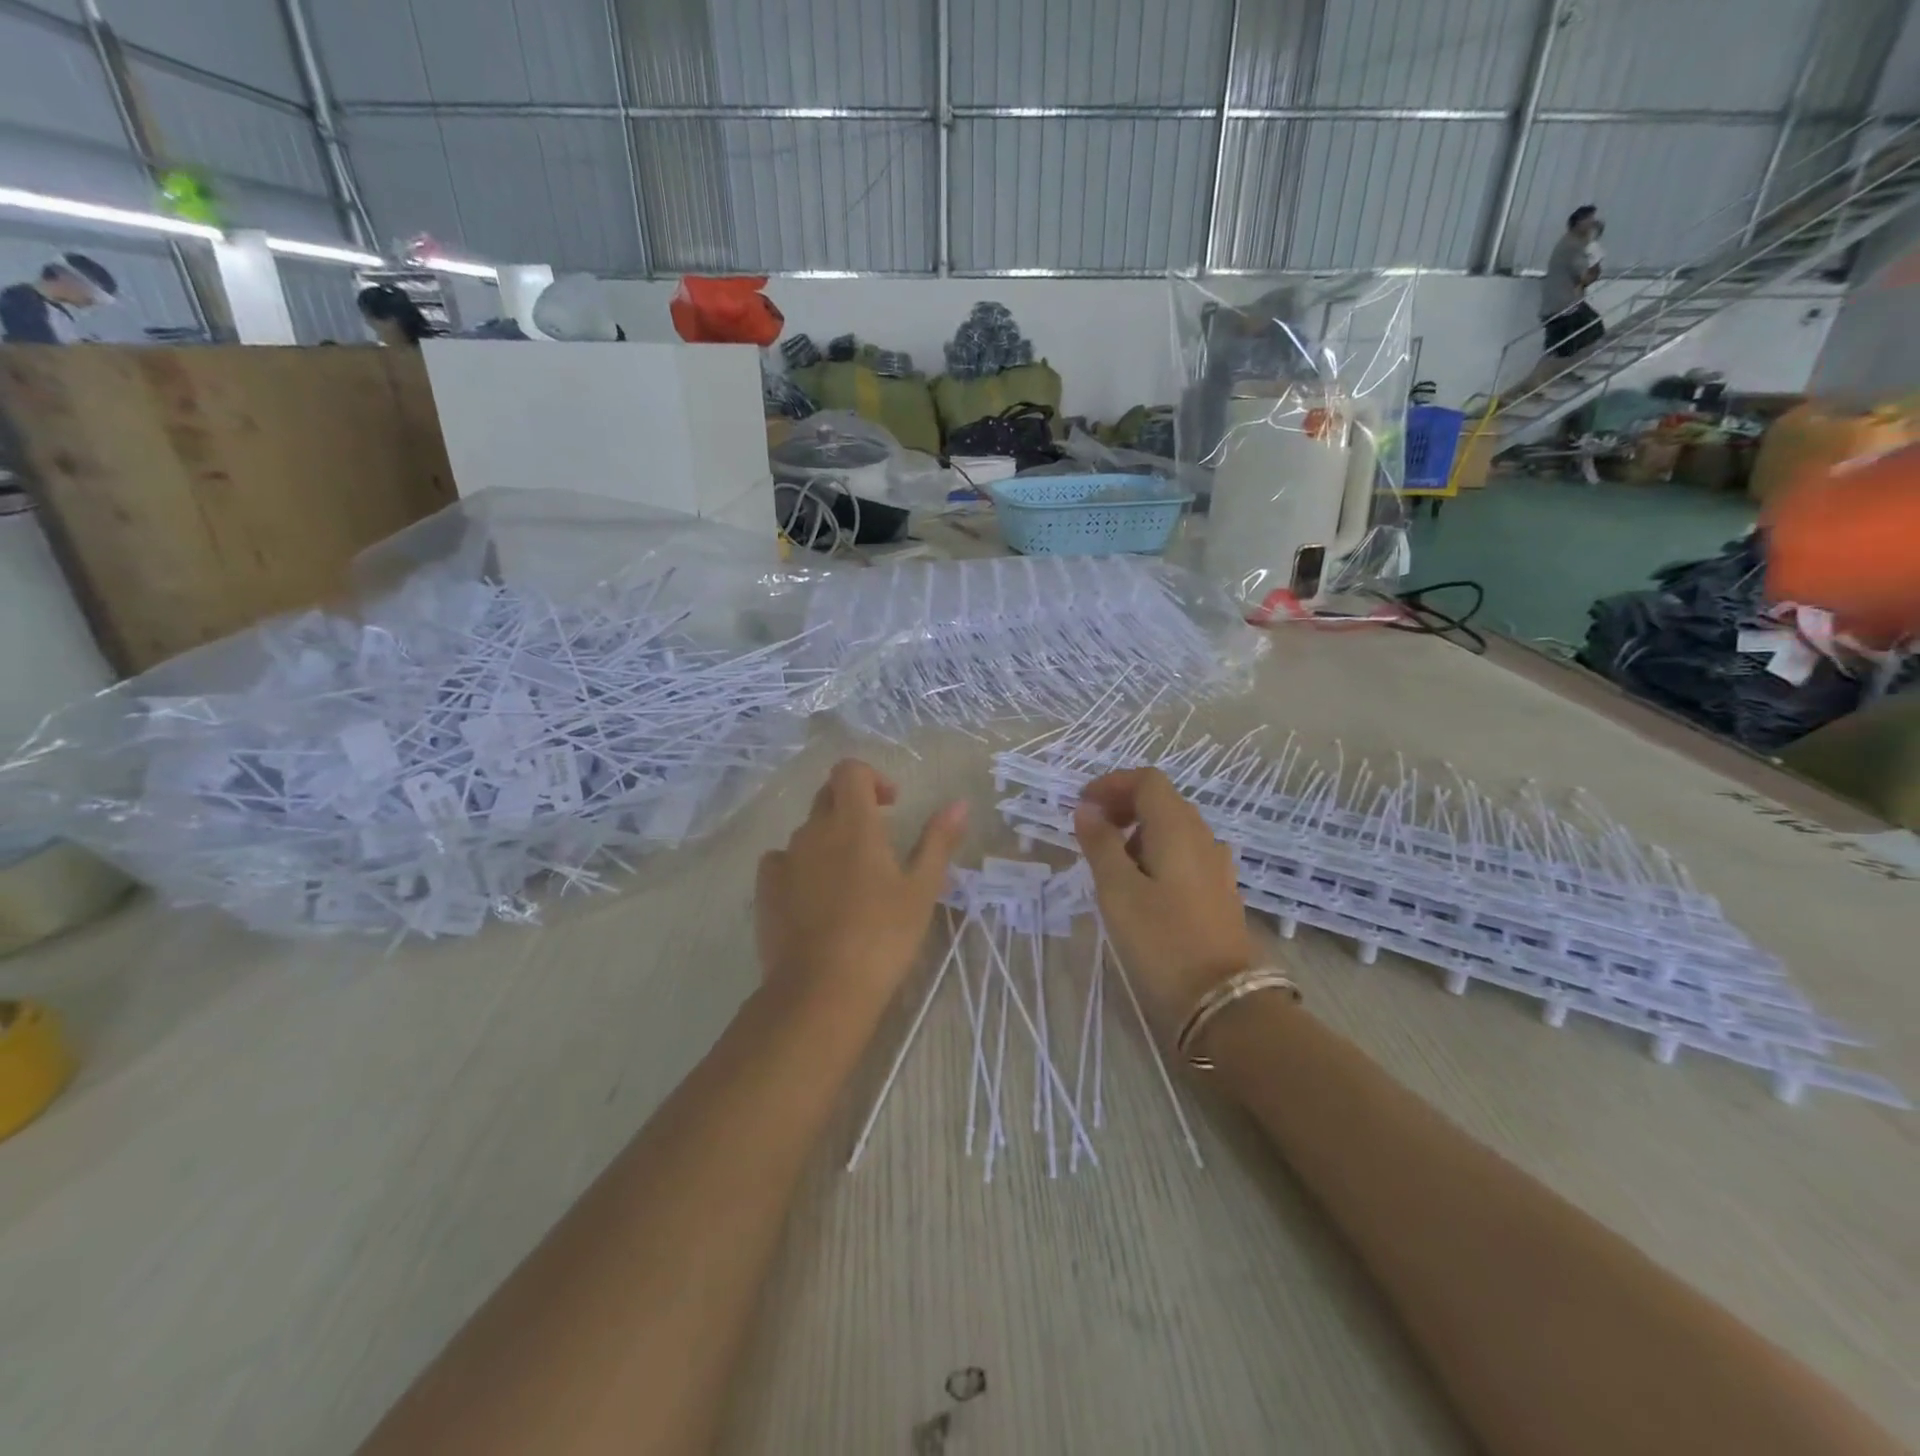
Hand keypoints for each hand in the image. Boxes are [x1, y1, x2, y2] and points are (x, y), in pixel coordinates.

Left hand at [755, 759, 967, 1010]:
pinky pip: (782, 861)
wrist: (821, 990)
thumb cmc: (882, 936)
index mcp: (853, 823)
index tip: (891, 805)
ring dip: (829, 840)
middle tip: (879, 842)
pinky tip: (816, 897)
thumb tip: (959, 802)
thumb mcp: (922, 889)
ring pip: (807, 832)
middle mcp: (813, 831)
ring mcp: (785, 859)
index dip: (871, 777)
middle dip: (853, 806)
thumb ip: (938, 840)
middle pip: (828, 796)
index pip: (850, 771)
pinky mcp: (765, 890)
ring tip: (851, 880)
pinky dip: (801, 866)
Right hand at [1073, 767, 1258, 1033]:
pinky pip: (1183, 854)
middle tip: (1090, 831)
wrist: (1222, 999)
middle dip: (1122, 805)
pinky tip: (1139, 886)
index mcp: (1178, 828)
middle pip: (1162, 800)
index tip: (1081, 805)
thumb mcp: (1117, 890)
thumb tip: (1086, 809)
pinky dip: (1155, 852)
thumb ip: (1100, 843)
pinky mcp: (1218, 890)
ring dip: (1137, 831)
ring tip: (1108, 863)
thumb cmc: (1161, 940)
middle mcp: (1202, 837)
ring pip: (1173, 828)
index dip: (1111, 784)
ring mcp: (1216, 865)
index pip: (1147, 780)